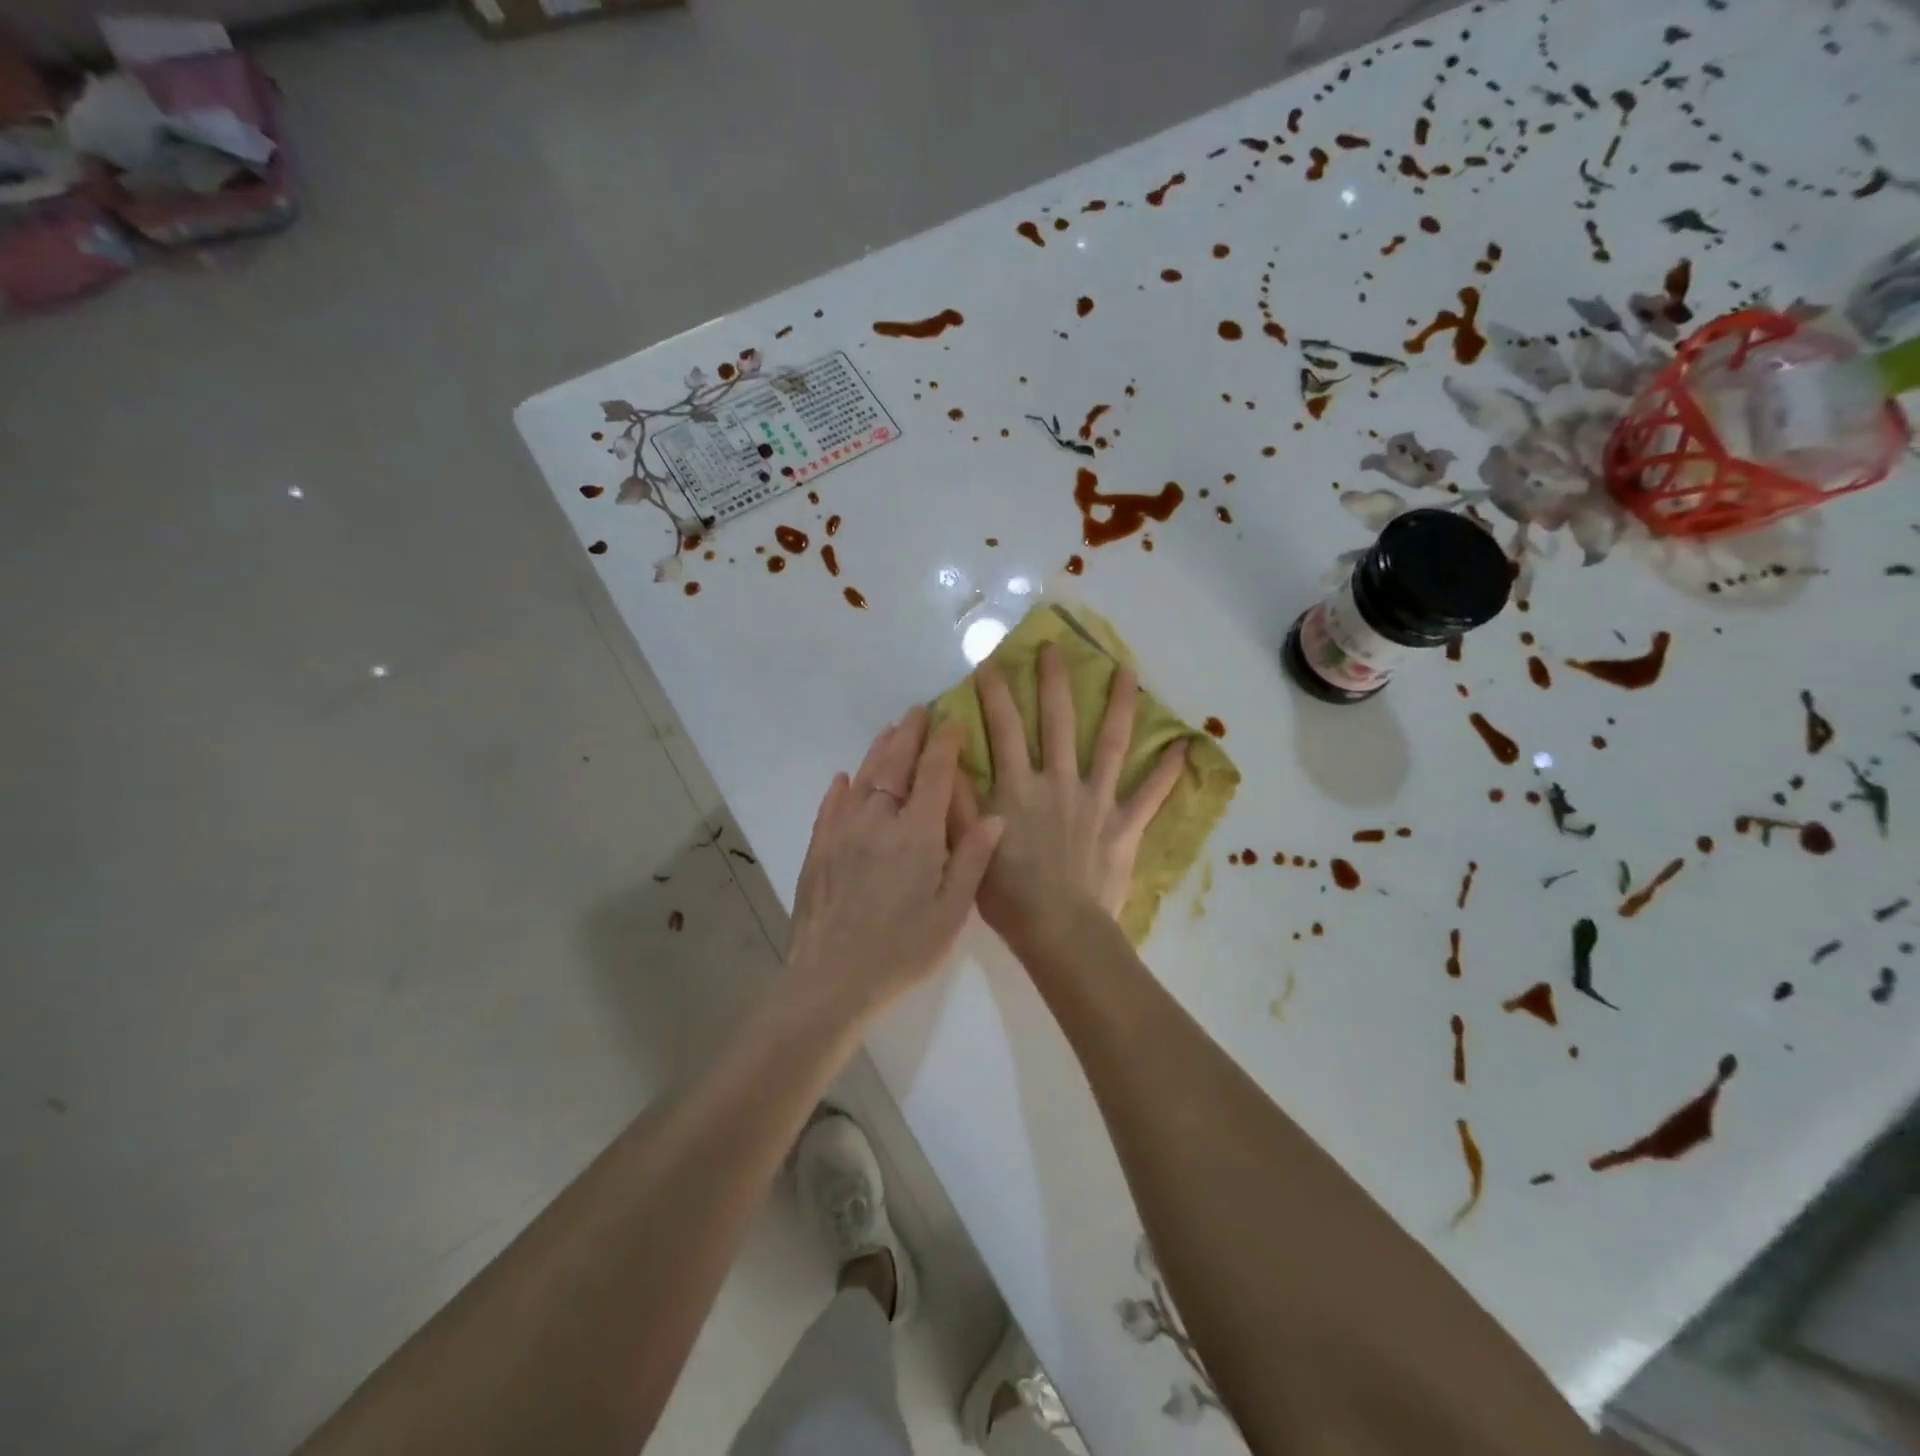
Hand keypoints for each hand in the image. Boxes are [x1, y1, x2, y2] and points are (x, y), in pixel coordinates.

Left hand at [783, 707, 1004, 1024]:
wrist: (832, 980)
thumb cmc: (902, 950)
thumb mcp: (951, 912)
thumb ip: (972, 860)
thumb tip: (996, 816)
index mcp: (916, 834)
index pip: (934, 774)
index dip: (945, 743)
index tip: (953, 719)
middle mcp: (877, 821)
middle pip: (895, 766)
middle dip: (909, 735)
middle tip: (918, 712)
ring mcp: (842, 833)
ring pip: (863, 779)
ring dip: (878, 752)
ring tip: (889, 731)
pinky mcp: (817, 850)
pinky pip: (830, 807)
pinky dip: (841, 788)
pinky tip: (845, 778)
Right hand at [950, 641, 1185, 950]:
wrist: (1058, 931)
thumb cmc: (1008, 894)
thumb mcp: (967, 846)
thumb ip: (959, 798)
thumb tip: (948, 752)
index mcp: (1018, 787)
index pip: (1003, 728)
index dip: (995, 693)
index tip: (991, 662)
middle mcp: (1058, 782)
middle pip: (1057, 721)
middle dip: (1053, 680)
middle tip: (1053, 647)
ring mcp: (1096, 800)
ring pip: (1110, 743)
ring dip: (1119, 705)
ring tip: (1128, 672)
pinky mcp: (1125, 824)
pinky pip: (1151, 794)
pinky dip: (1168, 770)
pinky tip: (1186, 744)